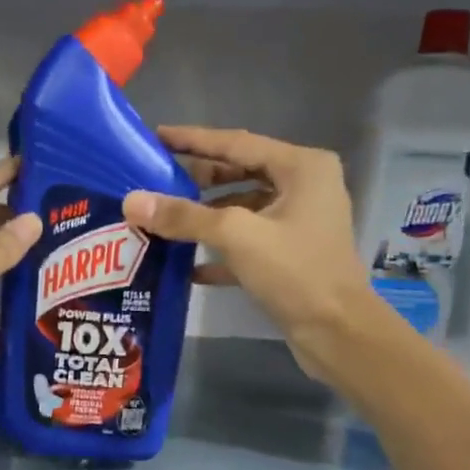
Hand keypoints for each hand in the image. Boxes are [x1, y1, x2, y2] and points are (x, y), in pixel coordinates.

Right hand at [123, 126, 373, 376]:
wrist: (337, 333)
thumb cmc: (295, 272)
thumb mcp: (236, 236)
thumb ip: (183, 216)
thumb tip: (132, 201)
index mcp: (301, 167)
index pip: (237, 143)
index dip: (193, 140)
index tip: (157, 136)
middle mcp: (303, 187)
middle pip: (239, 172)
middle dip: (197, 178)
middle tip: (156, 180)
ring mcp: (297, 223)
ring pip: (241, 208)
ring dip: (204, 215)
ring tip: (163, 218)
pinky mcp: (289, 255)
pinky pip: (245, 242)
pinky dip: (217, 249)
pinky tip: (184, 263)